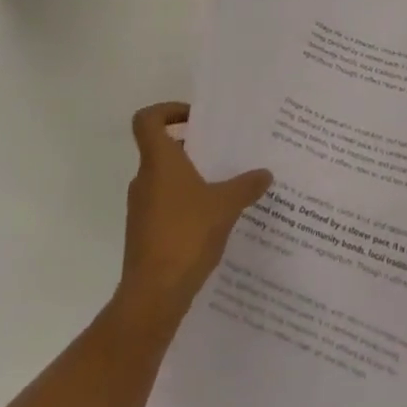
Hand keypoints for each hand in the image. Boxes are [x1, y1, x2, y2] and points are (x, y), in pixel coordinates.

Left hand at [118, 103, 271, 327]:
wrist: (153, 296)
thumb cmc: (186, 235)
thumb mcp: (225, 205)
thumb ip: (246, 186)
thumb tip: (265, 173)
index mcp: (159, 161)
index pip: (147, 120)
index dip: (167, 111)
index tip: (195, 119)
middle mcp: (145, 179)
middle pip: (160, 149)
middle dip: (190, 147)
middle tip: (221, 152)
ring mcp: (141, 209)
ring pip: (164, 180)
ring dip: (189, 178)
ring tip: (223, 187)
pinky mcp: (144, 234)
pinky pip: (165, 206)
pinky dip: (185, 206)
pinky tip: (212, 220)